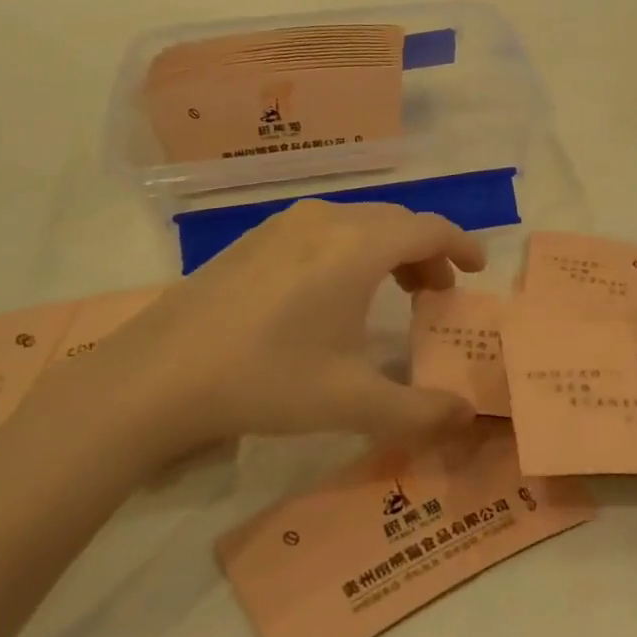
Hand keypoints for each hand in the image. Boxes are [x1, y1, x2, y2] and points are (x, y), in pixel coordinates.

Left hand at [17, 201, 483, 477]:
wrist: (156, 377)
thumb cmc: (266, 379)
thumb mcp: (350, 402)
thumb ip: (419, 411)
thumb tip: (466, 415)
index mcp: (358, 247)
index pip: (430, 229)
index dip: (462, 245)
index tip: (479, 269)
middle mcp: (326, 220)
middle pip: (397, 222)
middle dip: (427, 252)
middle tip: (437, 293)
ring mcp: (285, 224)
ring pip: (359, 222)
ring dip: (389, 249)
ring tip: (394, 291)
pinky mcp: (255, 239)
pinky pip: (325, 229)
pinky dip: (352, 249)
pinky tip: (334, 292)